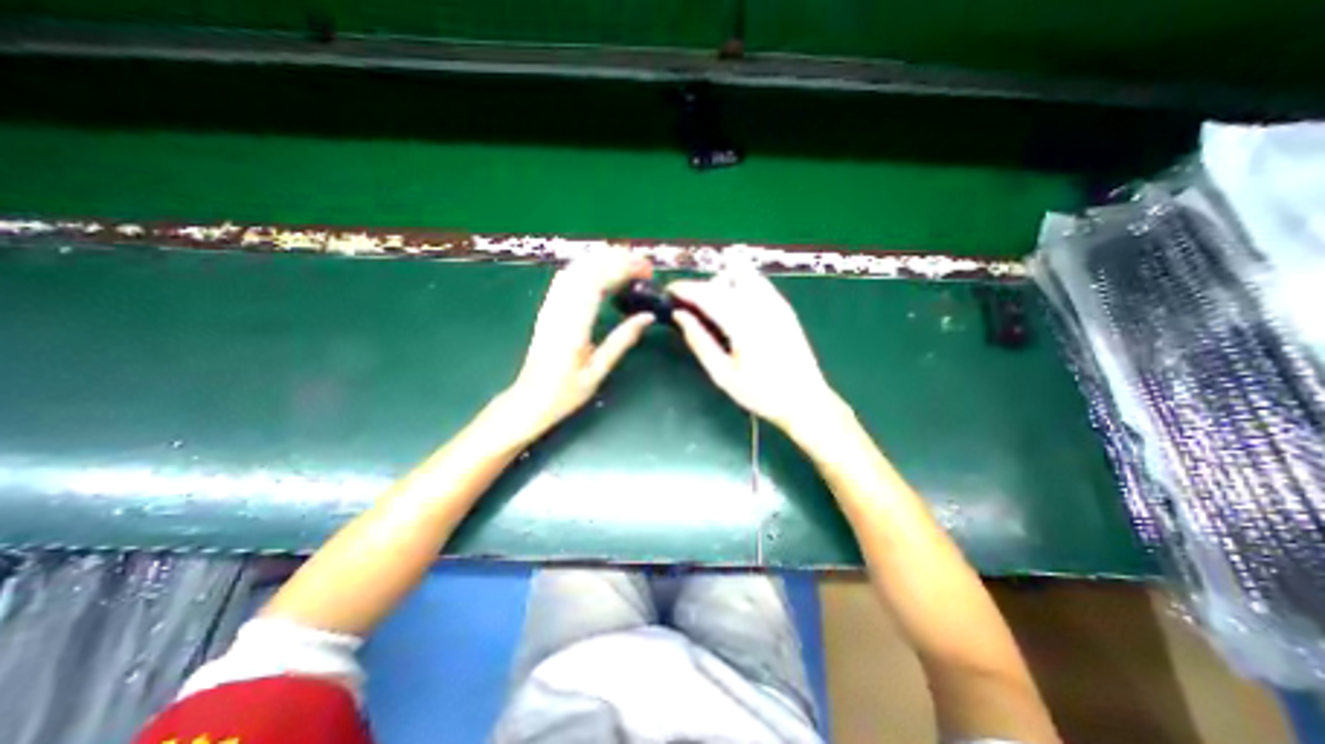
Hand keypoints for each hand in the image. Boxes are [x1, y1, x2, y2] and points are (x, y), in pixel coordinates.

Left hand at [505, 249, 653, 436]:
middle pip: (587, 268)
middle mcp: (560, 308)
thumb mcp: (598, 371)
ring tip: (627, 263)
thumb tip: (648, 317)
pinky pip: (566, 279)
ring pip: (575, 269)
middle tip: (643, 265)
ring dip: (602, 259)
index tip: (647, 270)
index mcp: (574, 324)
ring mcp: (550, 306)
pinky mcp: (548, 309)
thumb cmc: (565, 392)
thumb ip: (622, 340)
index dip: (624, 268)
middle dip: (617, 259)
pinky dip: (586, 268)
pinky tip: (599, 271)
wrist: (529, 401)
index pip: (599, 281)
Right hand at [669, 263, 841, 432]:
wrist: (805, 400)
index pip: (707, 293)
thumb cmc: (761, 392)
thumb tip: (680, 315)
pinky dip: (739, 284)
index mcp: (743, 323)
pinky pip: (757, 282)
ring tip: (712, 306)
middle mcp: (760, 305)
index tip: (668, 292)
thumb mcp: (723, 374)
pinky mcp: (784, 306)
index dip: (685, 288)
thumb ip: (699, 341)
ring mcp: (776, 302)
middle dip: (700, 287)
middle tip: (687, 307)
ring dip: (721, 282)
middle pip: (722, 280)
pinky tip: (734, 305)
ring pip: (741, 274)